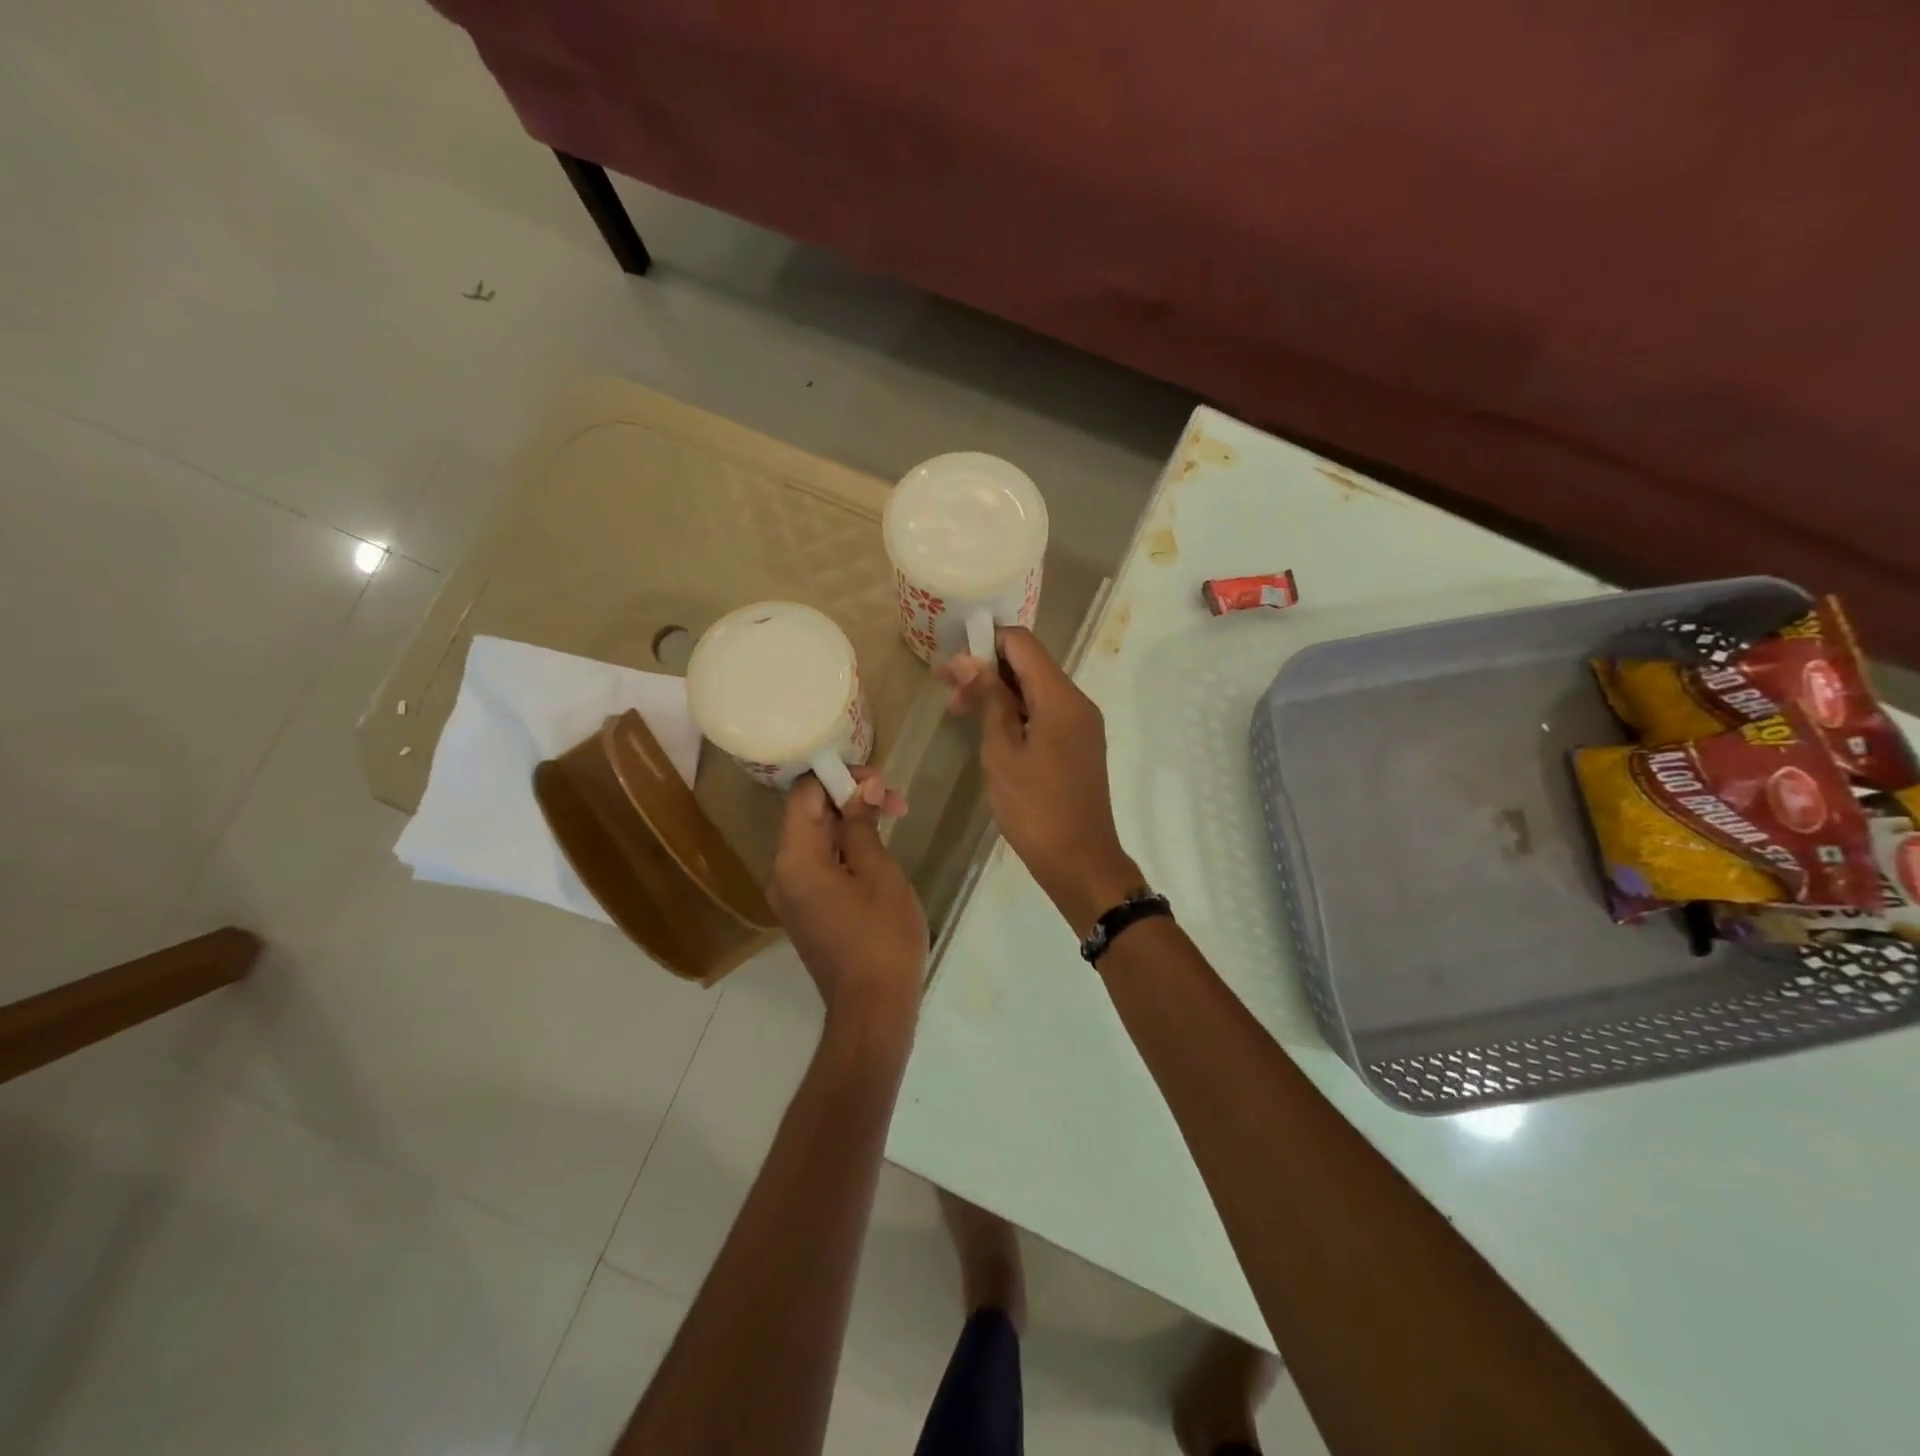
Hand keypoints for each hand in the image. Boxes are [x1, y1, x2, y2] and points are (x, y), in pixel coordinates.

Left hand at [769, 769, 926, 1029]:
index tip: (879, 780)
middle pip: (808, 815)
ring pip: (815, 840)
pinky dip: (843, 848)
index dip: (839, 777)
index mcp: (795, 859)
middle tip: (894, 800)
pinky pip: (818, 864)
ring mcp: (791, 894)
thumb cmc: (881, 937)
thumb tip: (861, 787)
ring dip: (849, 822)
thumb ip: (863, 825)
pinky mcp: (804, 910)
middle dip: (849, 798)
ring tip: (891, 817)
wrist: (872, 1009)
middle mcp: (781, 873)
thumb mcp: (879, 873)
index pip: (804, 795)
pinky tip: (874, 847)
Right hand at [939, 628, 1141, 936]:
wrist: (1080, 861)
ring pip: (1035, 690)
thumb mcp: (1002, 751)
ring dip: (998, 694)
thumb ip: (988, 700)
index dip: (985, 643)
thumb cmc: (1034, 808)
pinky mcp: (1078, 745)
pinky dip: (1016, 714)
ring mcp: (1081, 725)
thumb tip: (968, 659)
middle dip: (987, 670)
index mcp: (1061, 698)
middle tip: (947, 692)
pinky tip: (990, 732)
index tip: (951, 663)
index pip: (1022, 643)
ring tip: (959, 713)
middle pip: (1029, 665)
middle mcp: (1077, 702)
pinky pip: (1045, 713)